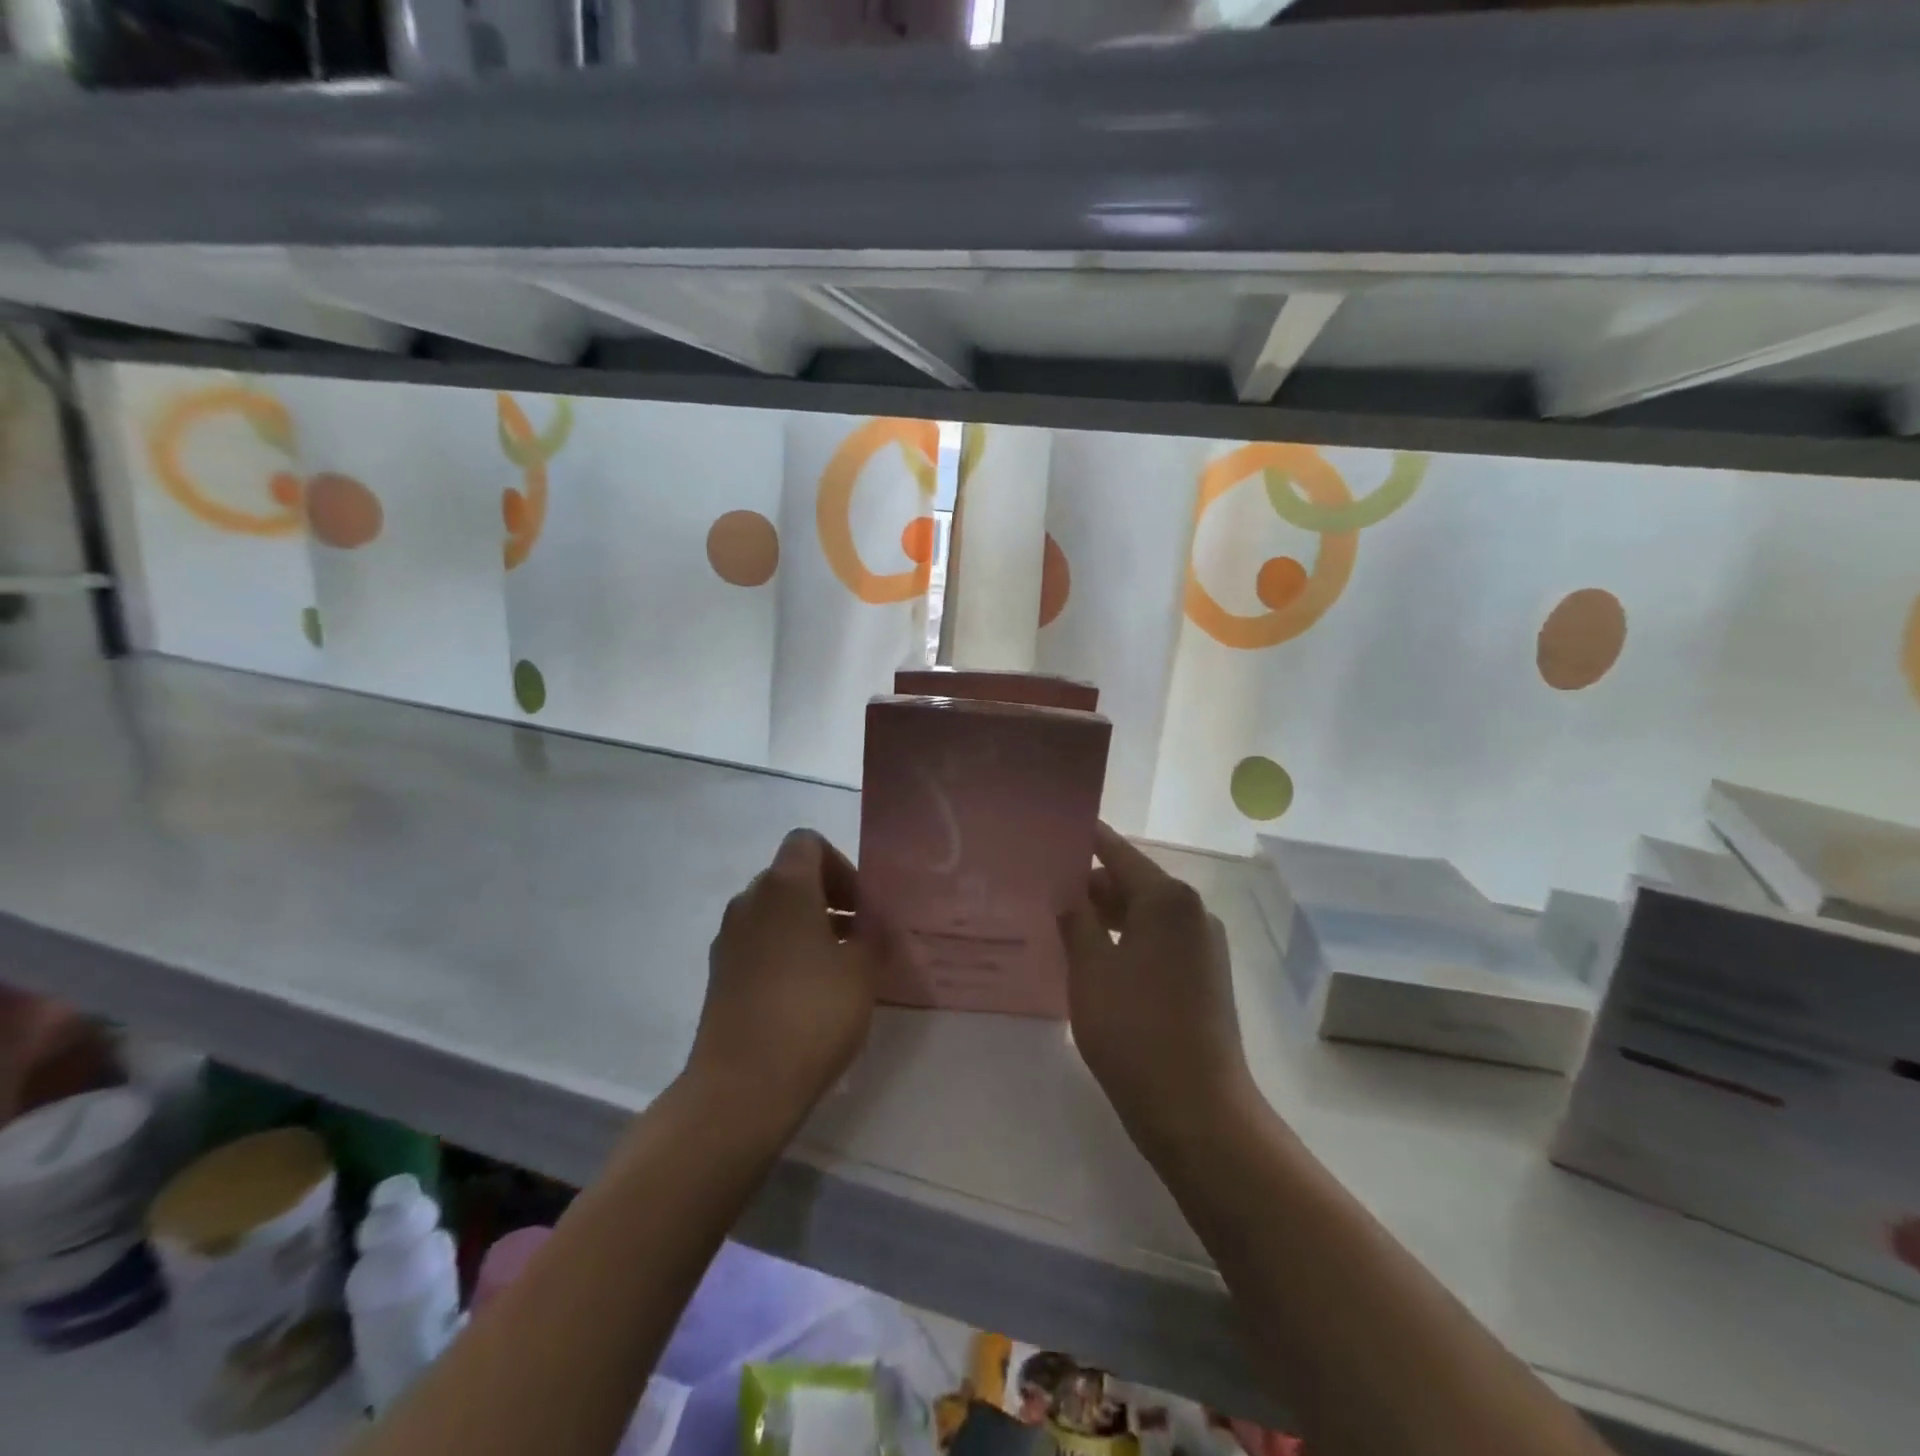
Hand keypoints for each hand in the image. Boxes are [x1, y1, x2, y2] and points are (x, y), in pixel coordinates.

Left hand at [688, 829, 878, 1123]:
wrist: (742, 1086)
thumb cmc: (812, 1013)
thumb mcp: (862, 970)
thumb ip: (873, 934)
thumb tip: (873, 922)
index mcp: (784, 886)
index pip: (808, 842)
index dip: (841, 865)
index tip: (862, 906)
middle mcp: (749, 901)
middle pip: (791, 877)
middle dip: (828, 898)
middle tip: (858, 936)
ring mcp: (728, 939)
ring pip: (774, 913)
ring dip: (807, 927)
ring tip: (838, 968)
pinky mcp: (718, 975)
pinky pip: (758, 944)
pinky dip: (784, 952)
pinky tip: (807, 995)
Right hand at [1060, 823, 1254, 1142]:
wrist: (1198, 1110)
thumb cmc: (1135, 1031)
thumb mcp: (1091, 970)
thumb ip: (1076, 921)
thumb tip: (1068, 893)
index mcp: (1167, 899)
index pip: (1117, 852)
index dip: (1084, 839)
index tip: (1051, 830)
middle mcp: (1192, 912)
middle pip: (1133, 881)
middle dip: (1090, 883)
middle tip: (1043, 886)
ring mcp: (1203, 945)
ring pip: (1145, 914)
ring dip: (1106, 915)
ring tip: (1060, 921)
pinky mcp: (1205, 976)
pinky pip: (1158, 941)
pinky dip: (1127, 939)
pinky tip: (1093, 957)